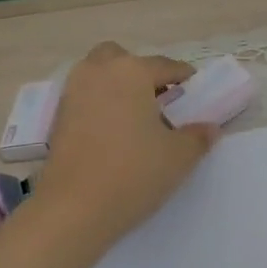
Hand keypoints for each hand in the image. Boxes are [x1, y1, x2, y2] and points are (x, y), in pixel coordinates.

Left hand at [32, 42, 220, 248]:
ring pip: (98, 75)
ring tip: (135, 117)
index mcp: (131, 72)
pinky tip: (113, 134)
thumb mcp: (179, 157)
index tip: (195, 91)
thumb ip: (198, 137)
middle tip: (158, 99)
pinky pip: (84, 98)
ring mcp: (72, 93)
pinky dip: (99, 105)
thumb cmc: (133, 174)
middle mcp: (99, 72)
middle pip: (122, 58)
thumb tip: (209, 128)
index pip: (166, 66)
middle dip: (140, 71)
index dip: (185, 78)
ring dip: (116, 86)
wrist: (73, 209)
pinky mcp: (57, 118)